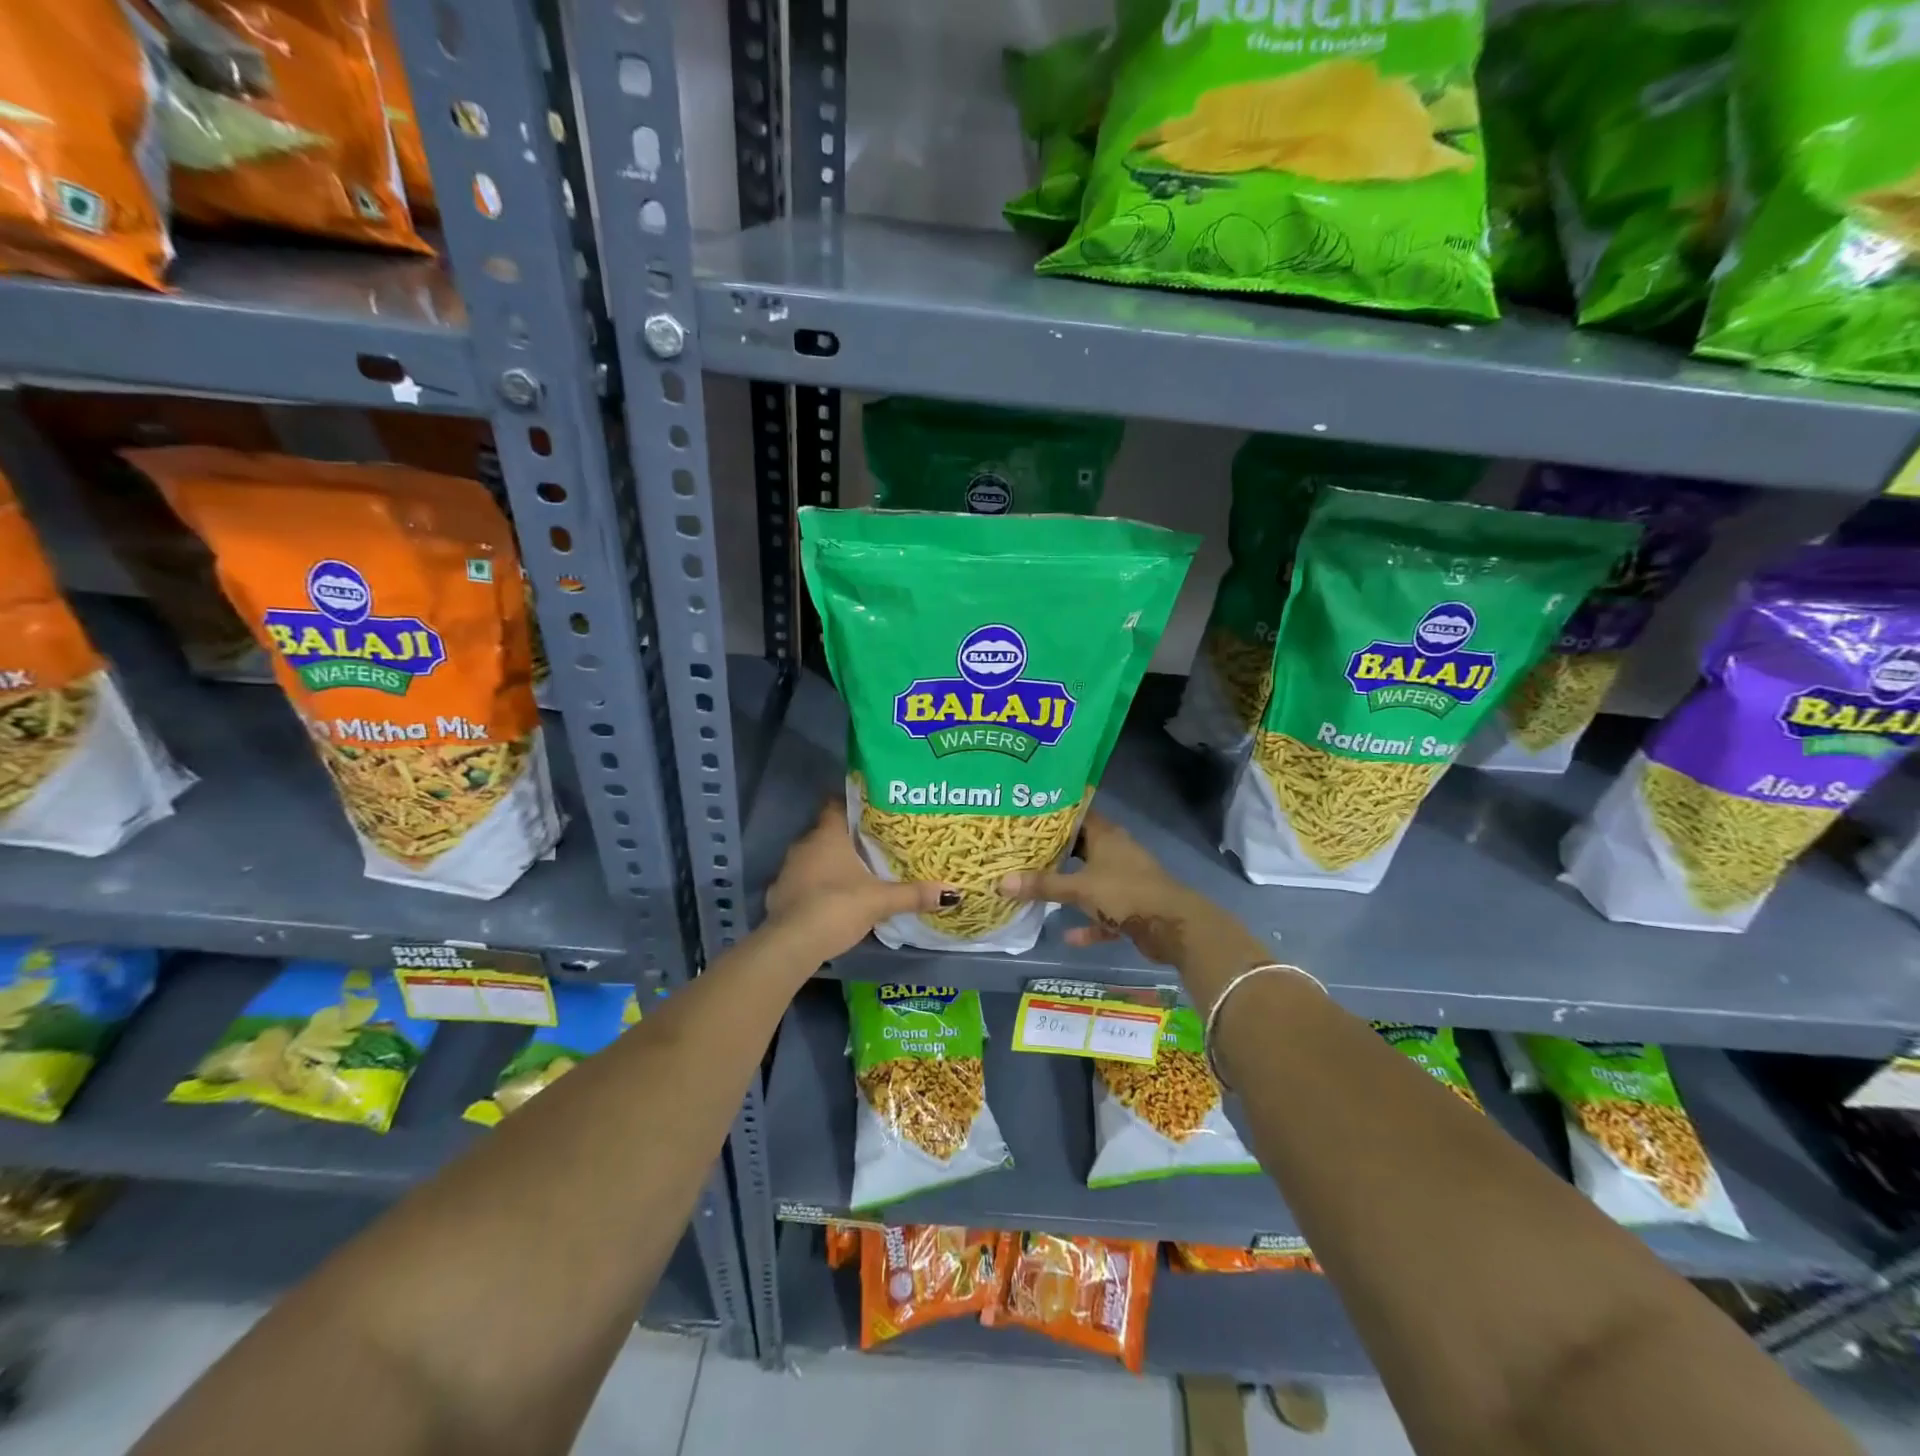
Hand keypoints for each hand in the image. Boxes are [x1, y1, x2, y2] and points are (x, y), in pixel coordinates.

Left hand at [763, 800, 954, 960]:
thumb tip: (952, 892)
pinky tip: (832, 898)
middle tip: (874, 844)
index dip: (852, 804)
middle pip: (826, 832)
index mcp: (827, 835)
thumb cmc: (836, 906)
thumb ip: (913, 894)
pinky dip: (816, 886)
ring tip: (857, 872)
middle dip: (848, 838)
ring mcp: (787, 870)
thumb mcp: (880, 901)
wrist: (791, 944)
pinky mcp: (779, 895)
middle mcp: (803, 845)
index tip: (873, 809)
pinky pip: (802, 882)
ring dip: (831, 864)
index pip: (835, 804)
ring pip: (813, 858)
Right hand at [999, 811, 1223, 965]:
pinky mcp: (1133, 907)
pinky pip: (1104, 913)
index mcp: (1106, 836)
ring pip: (1092, 880)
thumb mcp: (1079, 888)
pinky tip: (1069, 935)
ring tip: (1039, 889)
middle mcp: (1116, 852)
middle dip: (1056, 853)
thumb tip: (999, 882)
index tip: (1027, 817)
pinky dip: (1089, 923)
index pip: (1077, 815)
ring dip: (1071, 888)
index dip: (1054, 815)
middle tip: (1023, 853)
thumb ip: (1042, 885)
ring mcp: (1126, 880)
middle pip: (1082, 847)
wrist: (1173, 927)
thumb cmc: (1125, 893)